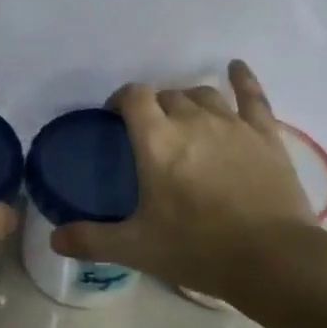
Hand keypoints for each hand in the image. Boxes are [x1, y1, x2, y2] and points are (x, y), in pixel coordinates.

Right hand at [52, 61, 316, 300]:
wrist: (272, 259)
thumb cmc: (197, 249)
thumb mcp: (136, 249)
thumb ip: (91, 240)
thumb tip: (54, 238)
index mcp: (157, 141)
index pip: (133, 96)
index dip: (122, 99)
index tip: (116, 115)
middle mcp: (192, 120)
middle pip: (167, 95)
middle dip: (154, 107)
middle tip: (151, 133)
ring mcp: (232, 124)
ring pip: (203, 94)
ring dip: (188, 101)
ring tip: (184, 117)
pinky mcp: (265, 134)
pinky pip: (252, 96)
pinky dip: (242, 79)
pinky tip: (236, 68)